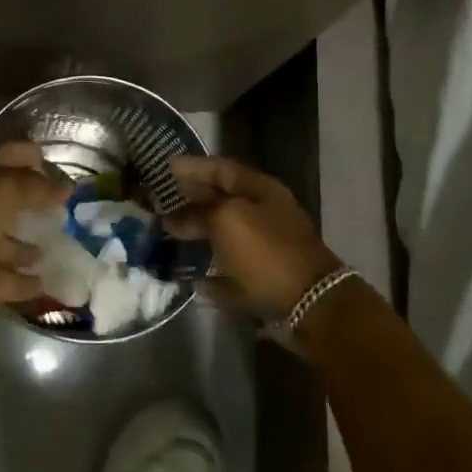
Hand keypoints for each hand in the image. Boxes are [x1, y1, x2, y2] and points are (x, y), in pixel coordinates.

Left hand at [0, 141, 66, 322]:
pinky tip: (54, 284)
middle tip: (76, 209)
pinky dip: (29, 283)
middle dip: (40, 202)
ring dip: (35, 245)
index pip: (13, 155)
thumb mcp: (3, 189)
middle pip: (14, 200)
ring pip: (13, 243)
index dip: (35, 155)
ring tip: (70, 247)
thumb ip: (36, 186)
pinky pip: (11, 281)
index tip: (65, 164)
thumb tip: (65, 188)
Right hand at [165, 155, 341, 321]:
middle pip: (224, 203)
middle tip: (162, 201)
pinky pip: (233, 275)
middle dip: (193, 201)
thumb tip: (172, 219)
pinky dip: (214, 276)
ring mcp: (268, 250)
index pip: (222, 169)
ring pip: (227, 238)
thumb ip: (197, 214)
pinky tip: (192, 280)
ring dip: (200, 236)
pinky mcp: (266, 283)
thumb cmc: (265, 250)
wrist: (309, 305)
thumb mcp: (225, 220)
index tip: (167, 166)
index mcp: (261, 191)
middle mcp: (266, 216)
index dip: (194, 166)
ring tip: (169, 236)